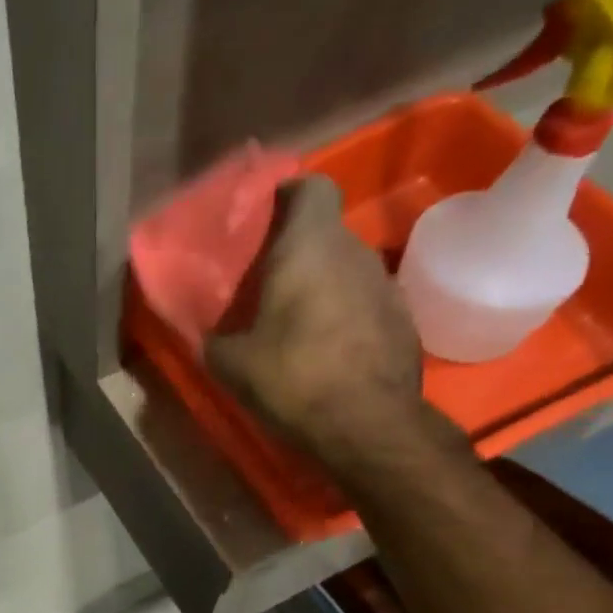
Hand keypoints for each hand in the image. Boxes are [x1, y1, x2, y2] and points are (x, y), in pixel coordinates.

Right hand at [206, 177, 427, 469]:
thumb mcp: (230, 363)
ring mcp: (386, 285)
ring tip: (294, 320)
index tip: (266, 218)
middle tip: (265, 281)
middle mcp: (354, 253)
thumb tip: (209, 336)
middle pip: (326, 233)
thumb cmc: (292, 379)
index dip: (289, 194)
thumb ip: (215, 338)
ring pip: (346, 269)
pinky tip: (326, 349)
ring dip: (322, 285)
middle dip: (297, 250)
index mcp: (310, 248)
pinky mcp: (404, 320)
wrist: (368, 426)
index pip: (312, 187)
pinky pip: (365, 301)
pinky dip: (344, 314)